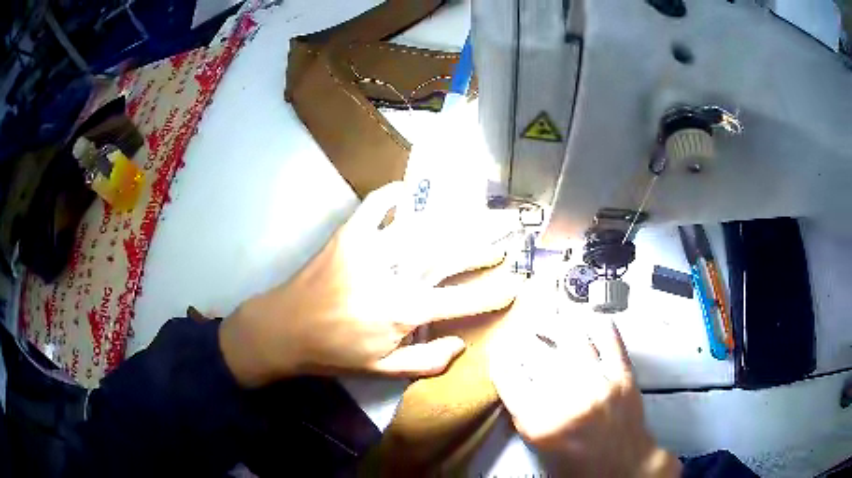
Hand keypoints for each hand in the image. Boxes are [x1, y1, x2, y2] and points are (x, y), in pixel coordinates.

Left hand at [220, 181, 519, 386]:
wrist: (283, 328)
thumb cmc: (334, 353)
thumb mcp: (382, 371)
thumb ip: (426, 362)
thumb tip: (461, 344)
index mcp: (400, 312)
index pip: (460, 301)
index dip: (492, 293)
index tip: (516, 285)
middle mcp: (391, 275)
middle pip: (448, 254)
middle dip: (483, 245)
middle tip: (508, 235)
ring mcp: (368, 248)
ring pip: (421, 227)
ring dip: (454, 219)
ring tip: (477, 211)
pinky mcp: (347, 234)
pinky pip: (375, 205)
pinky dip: (394, 194)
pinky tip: (410, 191)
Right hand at [489, 282, 680, 476]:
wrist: (622, 467)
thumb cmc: (577, 463)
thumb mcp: (538, 445)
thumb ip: (523, 412)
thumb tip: (515, 378)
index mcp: (539, 421)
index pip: (508, 376)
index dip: (500, 359)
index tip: (499, 351)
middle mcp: (567, 398)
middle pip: (535, 352)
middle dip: (522, 338)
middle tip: (519, 332)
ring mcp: (599, 382)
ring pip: (572, 338)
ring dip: (555, 323)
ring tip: (547, 320)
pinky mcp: (623, 375)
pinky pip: (610, 339)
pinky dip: (599, 325)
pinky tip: (588, 320)